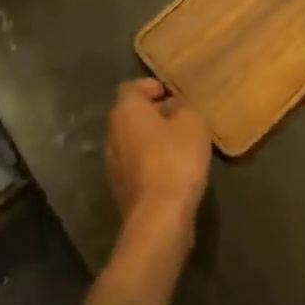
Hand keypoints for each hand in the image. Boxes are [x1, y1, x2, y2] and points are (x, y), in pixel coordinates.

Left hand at [106, 79, 211, 233]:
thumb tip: (174, 107)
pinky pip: (135, 165)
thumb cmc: (175, 159)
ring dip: (152, 140)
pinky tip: (172, 170)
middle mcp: (112, 134)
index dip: (151, 87)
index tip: (171, 95)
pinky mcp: (119, 189)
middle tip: (180, 118)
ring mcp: (112, 164)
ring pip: (132, 141)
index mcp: (125, 111)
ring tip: (179, 145)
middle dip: (153, 114)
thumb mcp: (192, 123)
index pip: (131, 87)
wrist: (158, 217)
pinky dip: (150, 162)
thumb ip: (183, 107)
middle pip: (130, 115)